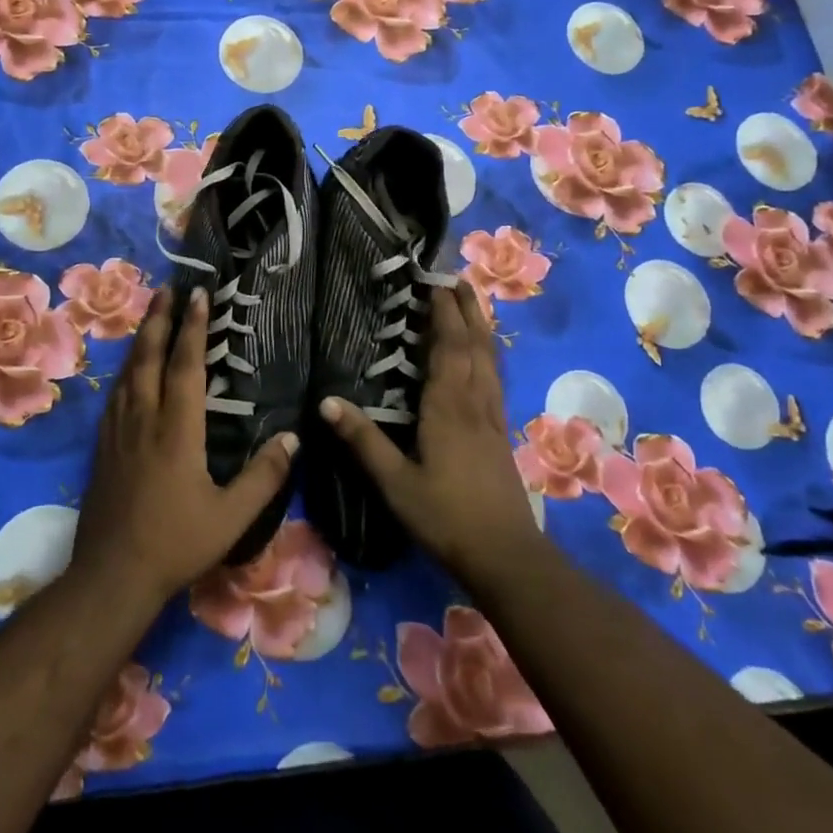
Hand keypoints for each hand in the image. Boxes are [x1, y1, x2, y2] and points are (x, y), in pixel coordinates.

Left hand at [71, 286, 298, 609]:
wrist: (112, 573)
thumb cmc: (176, 543)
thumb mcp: (232, 517)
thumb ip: (265, 477)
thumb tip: (294, 437)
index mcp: (177, 429)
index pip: (186, 365)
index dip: (194, 327)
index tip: (199, 295)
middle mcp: (143, 419)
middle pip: (149, 356)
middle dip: (160, 319)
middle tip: (168, 288)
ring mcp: (118, 431)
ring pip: (128, 372)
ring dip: (141, 339)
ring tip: (151, 317)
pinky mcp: (103, 446)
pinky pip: (114, 394)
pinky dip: (125, 370)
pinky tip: (128, 371)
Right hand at [323, 282, 541, 587]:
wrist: (504, 554)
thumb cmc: (444, 516)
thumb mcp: (395, 482)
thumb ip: (363, 440)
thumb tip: (327, 401)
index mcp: (447, 407)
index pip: (446, 347)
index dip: (442, 312)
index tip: (433, 281)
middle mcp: (474, 402)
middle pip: (474, 344)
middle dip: (466, 308)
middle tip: (456, 278)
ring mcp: (491, 416)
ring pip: (489, 359)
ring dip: (481, 326)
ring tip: (473, 302)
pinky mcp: (500, 432)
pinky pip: (494, 378)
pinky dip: (488, 354)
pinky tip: (484, 356)